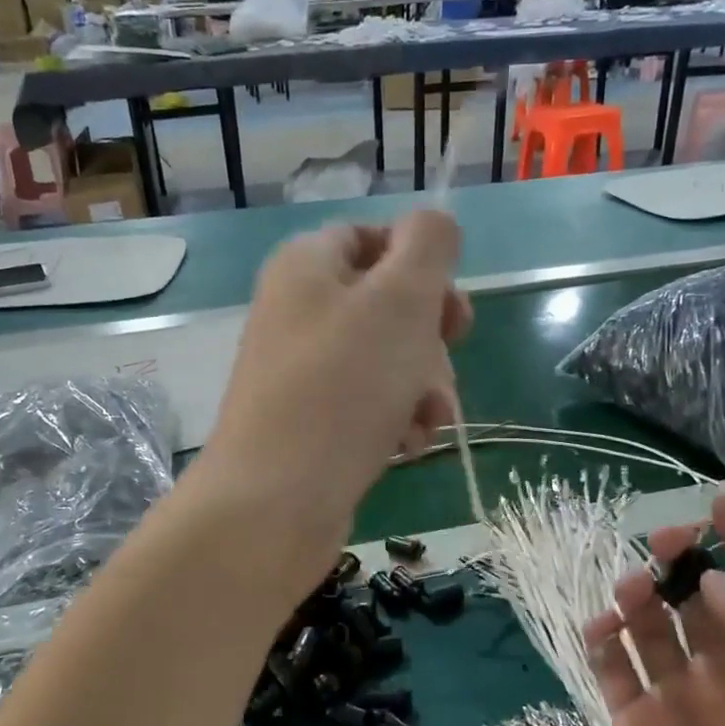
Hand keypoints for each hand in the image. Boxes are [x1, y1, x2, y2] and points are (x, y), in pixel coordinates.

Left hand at [198, 213, 470, 579]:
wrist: (275, 502)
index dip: (420, 264)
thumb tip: (434, 224)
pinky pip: (370, 405)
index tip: (449, 305)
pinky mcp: (312, 424)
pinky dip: (396, 420)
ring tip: (425, 420)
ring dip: (423, 387)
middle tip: (443, 363)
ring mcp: (303, 372)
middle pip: (388, 305)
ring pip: (388, 361)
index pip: (373, 237)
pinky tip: (405, 446)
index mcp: (307, 265)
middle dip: (430, 339)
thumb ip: (429, 245)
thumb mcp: (400, 299)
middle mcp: (299, 312)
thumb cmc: (342, 388)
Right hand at [583, 484, 724, 725]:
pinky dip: (604, 644)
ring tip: (632, 586)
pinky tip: (600, 625)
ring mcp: (682, 704)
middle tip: (663, 538)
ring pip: (653, 629)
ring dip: (641, 597)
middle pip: (701, 600)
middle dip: (684, 562)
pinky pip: (614, 674)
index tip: (722, 496)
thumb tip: (713, 580)